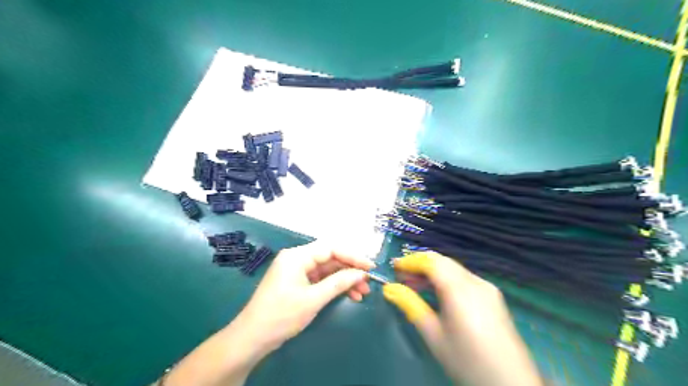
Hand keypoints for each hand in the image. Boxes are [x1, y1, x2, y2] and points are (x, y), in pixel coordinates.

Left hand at [162, 241, 373, 385]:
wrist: (252, 338)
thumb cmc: (281, 315)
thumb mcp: (313, 299)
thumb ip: (338, 283)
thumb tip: (361, 273)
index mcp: (297, 256)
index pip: (331, 248)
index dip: (352, 256)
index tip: (370, 266)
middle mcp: (296, 259)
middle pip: (329, 258)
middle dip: (349, 270)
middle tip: (367, 282)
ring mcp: (296, 271)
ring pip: (326, 270)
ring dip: (344, 280)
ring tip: (361, 292)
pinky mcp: (297, 283)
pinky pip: (320, 279)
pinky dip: (333, 286)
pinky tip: (348, 295)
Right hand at [385, 251, 538, 385]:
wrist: (510, 384)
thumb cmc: (467, 360)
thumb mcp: (433, 334)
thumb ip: (410, 306)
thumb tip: (389, 288)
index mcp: (460, 289)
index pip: (431, 261)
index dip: (410, 261)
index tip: (394, 268)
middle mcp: (475, 281)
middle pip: (443, 261)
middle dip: (420, 265)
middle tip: (401, 278)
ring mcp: (487, 288)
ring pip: (454, 269)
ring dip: (433, 272)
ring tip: (415, 285)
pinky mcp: (493, 297)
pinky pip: (464, 278)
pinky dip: (446, 279)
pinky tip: (438, 294)